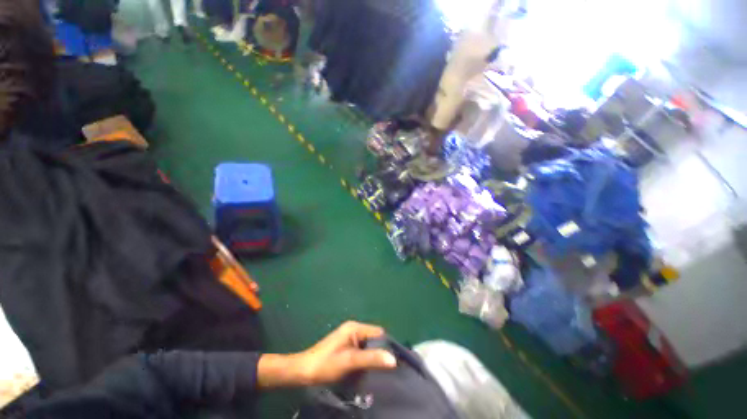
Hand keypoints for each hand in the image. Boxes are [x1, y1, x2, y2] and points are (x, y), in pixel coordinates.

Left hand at [256, 321, 396, 388]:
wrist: (303, 371)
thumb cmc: (326, 364)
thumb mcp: (350, 361)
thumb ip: (371, 358)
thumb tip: (393, 359)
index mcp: (354, 327)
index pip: (378, 333)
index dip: (386, 346)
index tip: (393, 362)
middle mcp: (353, 329)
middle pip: (374, 339)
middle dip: (379, 353)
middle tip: (385, 369)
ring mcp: (349, 338)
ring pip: (368, 347)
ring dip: (372, 358)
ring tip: (377, 372)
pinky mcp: (345, 347)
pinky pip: (361, 351)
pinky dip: (364, 360)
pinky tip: (365, 371)